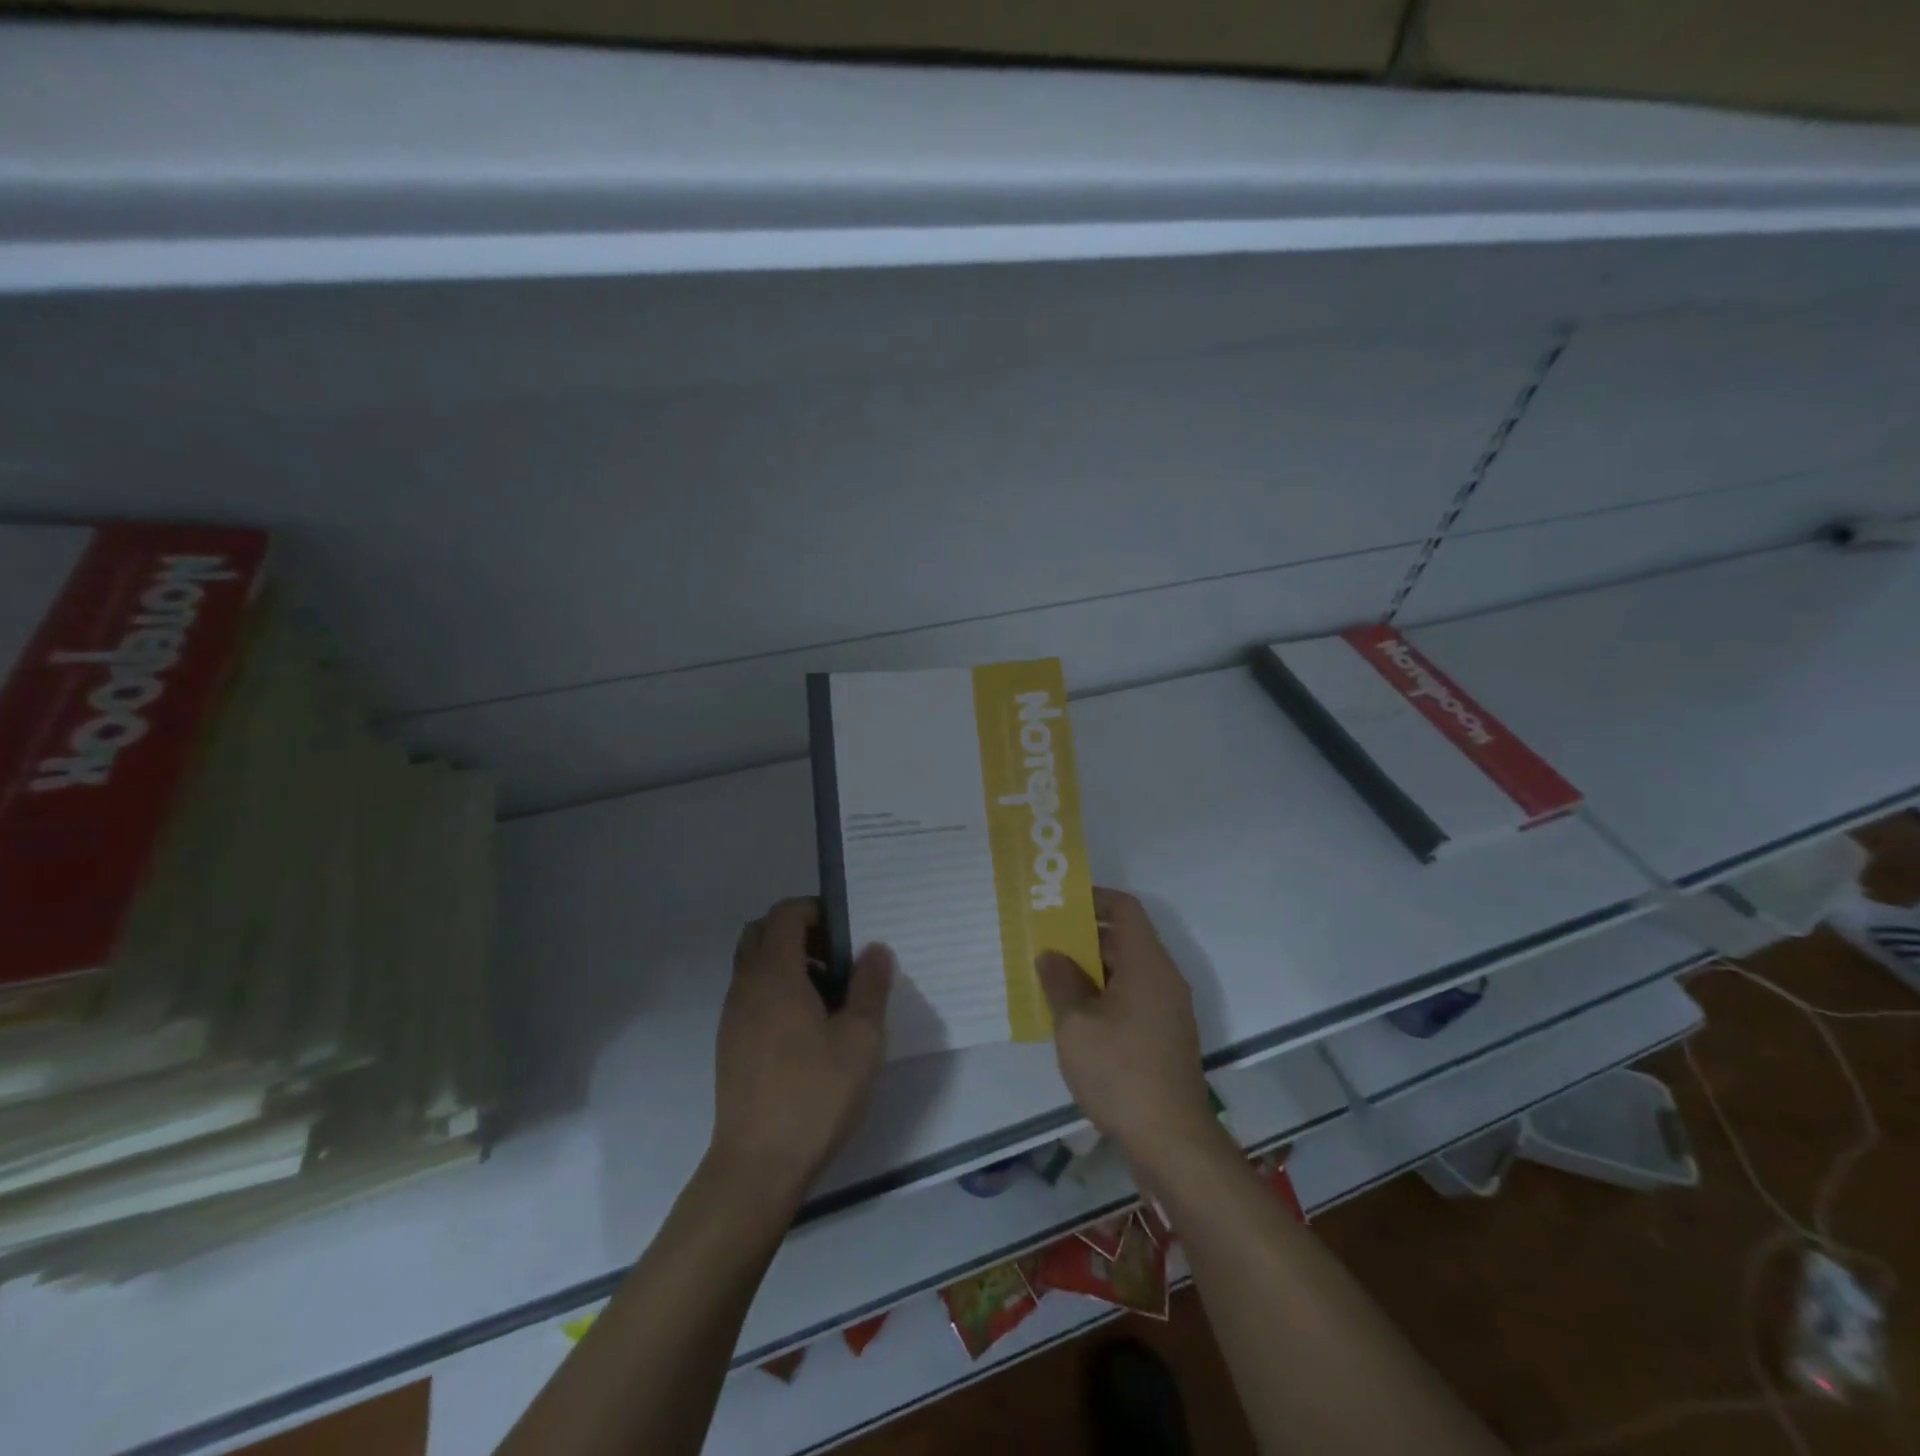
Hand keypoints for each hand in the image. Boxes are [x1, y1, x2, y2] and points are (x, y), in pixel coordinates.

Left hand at [710, 898, 892, 1201]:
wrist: (758, 1165)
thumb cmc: (815, 1093)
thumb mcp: (861, 1038)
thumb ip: (870, 986)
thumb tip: (875, 950)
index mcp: (774, 973)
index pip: (785, 913)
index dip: (817, 910)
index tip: (847, 933)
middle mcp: (746, 985)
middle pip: (763, 932)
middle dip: (800, 932)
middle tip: (837, 959)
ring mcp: (732, 1015)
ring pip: (754, 964)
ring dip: (788, 963)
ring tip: (829, 997)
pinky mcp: (730, 1043)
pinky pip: (751, 994)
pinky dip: (776, 991)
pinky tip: (808, 1029)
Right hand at [1037, 888, 1220, 1168]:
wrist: (1171, 1141)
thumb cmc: (1121, 1072)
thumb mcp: (1077, 1025)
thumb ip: (1061, 983)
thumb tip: (1051, 955)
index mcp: (1148, 965)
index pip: (1125, 909)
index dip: (1094, 898)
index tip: (1059, 905)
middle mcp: (1163, 979)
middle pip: (1124, 940)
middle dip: (1082, 938)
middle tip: (1042, 942)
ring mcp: (1166, 1010)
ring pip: (1125, 972)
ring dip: (1089, 971)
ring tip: (1049, 978)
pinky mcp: (1163, 1038)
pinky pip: (1131, 999)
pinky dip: (1102, 997)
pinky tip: (1071, 1017)